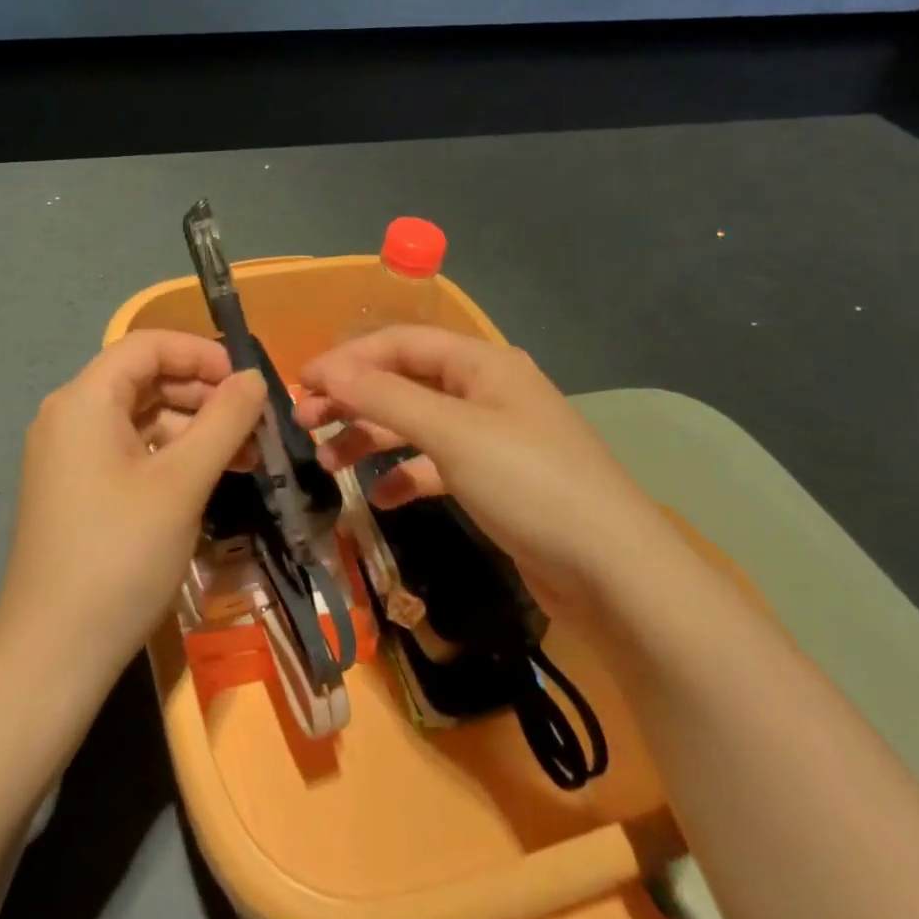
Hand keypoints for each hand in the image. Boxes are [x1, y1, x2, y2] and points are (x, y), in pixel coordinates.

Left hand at [0, 331, 266, 682]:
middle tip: (254, 422)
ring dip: (193, 428)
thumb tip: (254, 378)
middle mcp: (70, 415)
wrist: (53, 654)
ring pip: (141, 417)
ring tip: (246, 456)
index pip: (147, 346)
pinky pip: (130, 450)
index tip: (246, 382)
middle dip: (203, 393)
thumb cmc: (120, 555)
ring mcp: (69, 454)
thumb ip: (224, 420)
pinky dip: (171, 455)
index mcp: (84, 399)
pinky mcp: (76, 487)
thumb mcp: (183, 482)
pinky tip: (211, 477)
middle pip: (144, 379)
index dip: (200, 354)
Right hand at [296, 326, 666, 616]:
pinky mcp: (495, 481)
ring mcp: (492, 437)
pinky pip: (436, 465)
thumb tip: (327, 371)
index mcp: (481, 363)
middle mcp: (485, 391)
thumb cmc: (530, 484)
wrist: (617, 575)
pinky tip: (380, 498)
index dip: (347, 359)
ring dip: (371, 437)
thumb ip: (385, 398)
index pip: (399, 343)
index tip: (301, 383)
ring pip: (416, 424)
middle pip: (404, 382)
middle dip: (353, 399)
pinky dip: (405, 475)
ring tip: (328, 463)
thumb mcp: (452, 434)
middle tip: (305, 422)